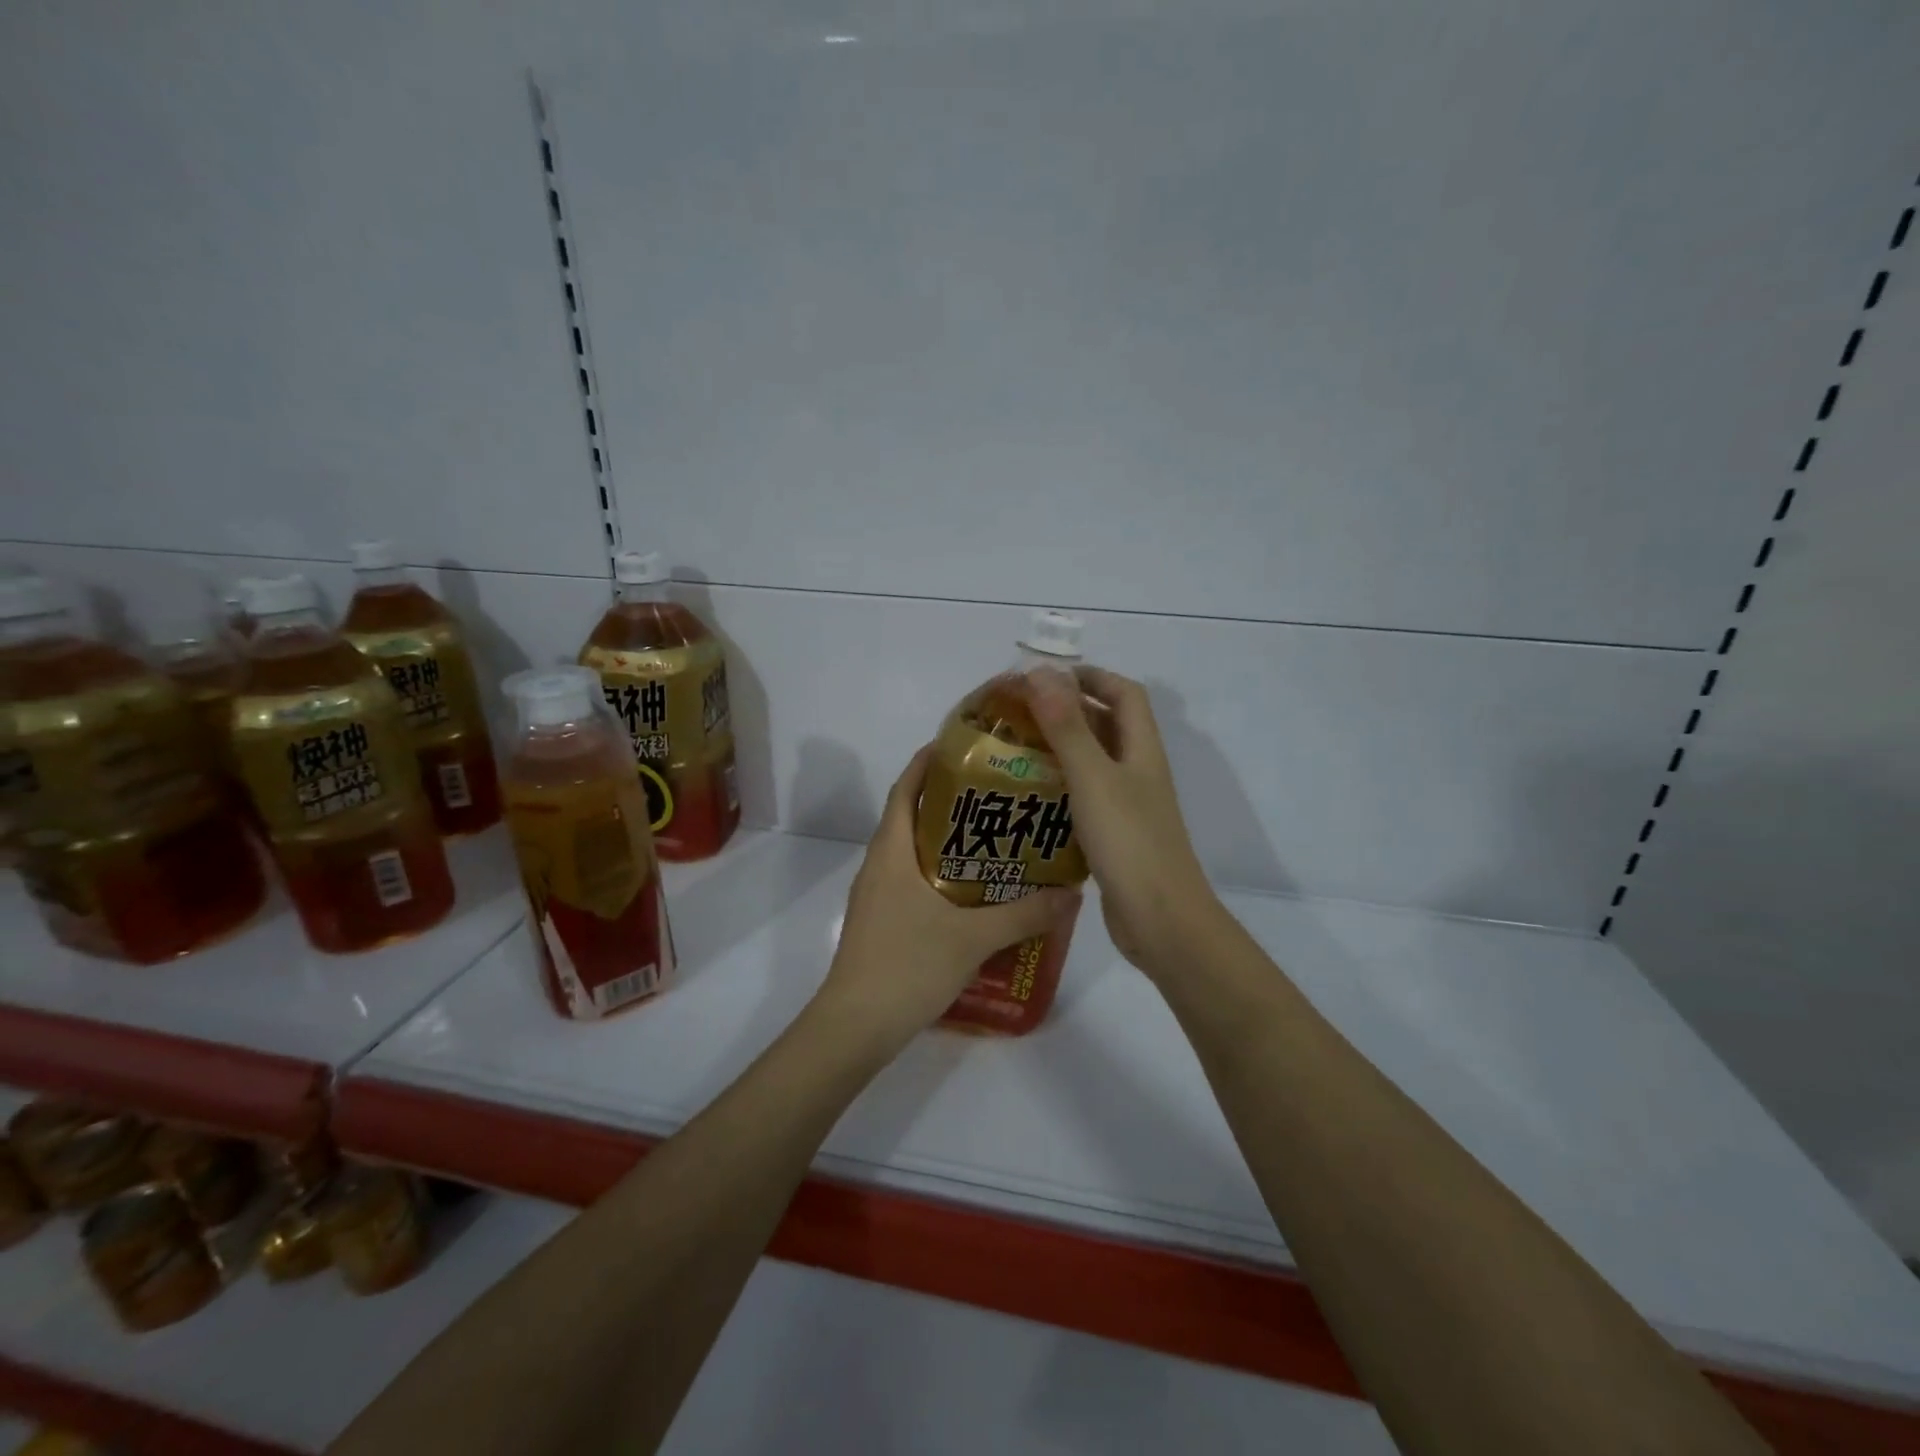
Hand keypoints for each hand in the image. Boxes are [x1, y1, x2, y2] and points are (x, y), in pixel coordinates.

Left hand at [814, 745, 1078, 1056]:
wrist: (855, 1027)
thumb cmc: (906, 966)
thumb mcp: (973, 938)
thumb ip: (1024, 914)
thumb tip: (1071, 892)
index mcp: (891, 851)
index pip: (906, 788)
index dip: (929, 761)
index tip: (965, 746)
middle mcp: (880, 864)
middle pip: (913, 815)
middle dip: (951, 799)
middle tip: (1000, 793)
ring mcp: (878, 895)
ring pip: (914, 851)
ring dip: (949, 839)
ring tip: (998, 837)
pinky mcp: (883, 921)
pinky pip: (915, 881)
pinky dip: (943, 873)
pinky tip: (978, 891)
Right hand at [1025, 666, 1219, 978]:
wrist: (1160, 920)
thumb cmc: (1129, 842)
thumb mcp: (1093, 778)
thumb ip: (1067, 726)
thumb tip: (1042, 673)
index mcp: (1141, 750)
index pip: (1124, 693)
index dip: (1091, 677)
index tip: (1046, 678)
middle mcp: (1138, 772)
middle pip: (1107, 726)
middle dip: (1067, 712)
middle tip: (1019, 714)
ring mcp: (1128, 806)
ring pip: (1093, 763)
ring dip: (1060, 751)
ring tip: (1014, 751)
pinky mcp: (1114, 836)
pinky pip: (1085, 798)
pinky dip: (1060, 789)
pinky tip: (1028, 799)